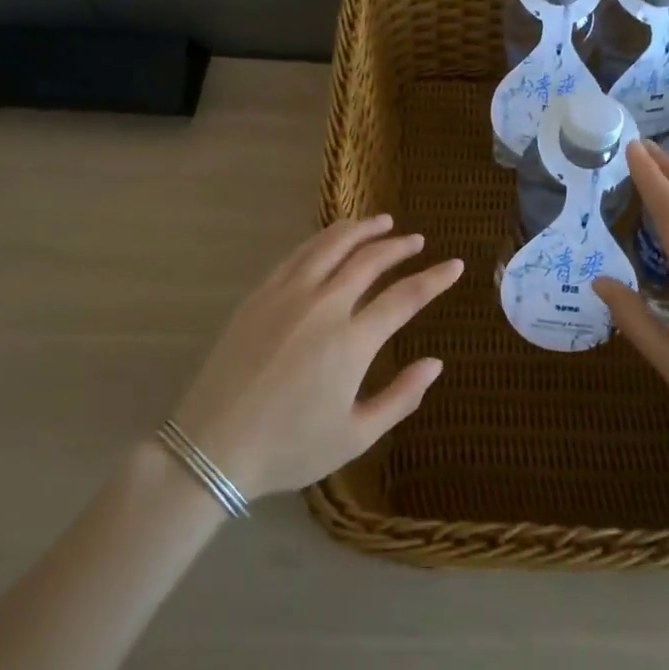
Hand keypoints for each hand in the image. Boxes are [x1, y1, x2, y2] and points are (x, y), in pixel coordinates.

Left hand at [170, 217, 463, 498]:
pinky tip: (333, 238)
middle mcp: (324, 305)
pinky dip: (323, 239)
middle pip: (370, 260)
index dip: (434, 279)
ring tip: (383, 222)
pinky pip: (298, 254)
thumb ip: (401, 397)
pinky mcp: (260, 294)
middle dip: (399, 246)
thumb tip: (435, 363)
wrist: (214, 446)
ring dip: (362, 230)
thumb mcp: (356, 436)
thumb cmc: (290, 447)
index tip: (455, 266)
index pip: (405, 297)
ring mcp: (288, 294)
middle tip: (417, 241)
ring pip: (332, 245)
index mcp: (352, 341)